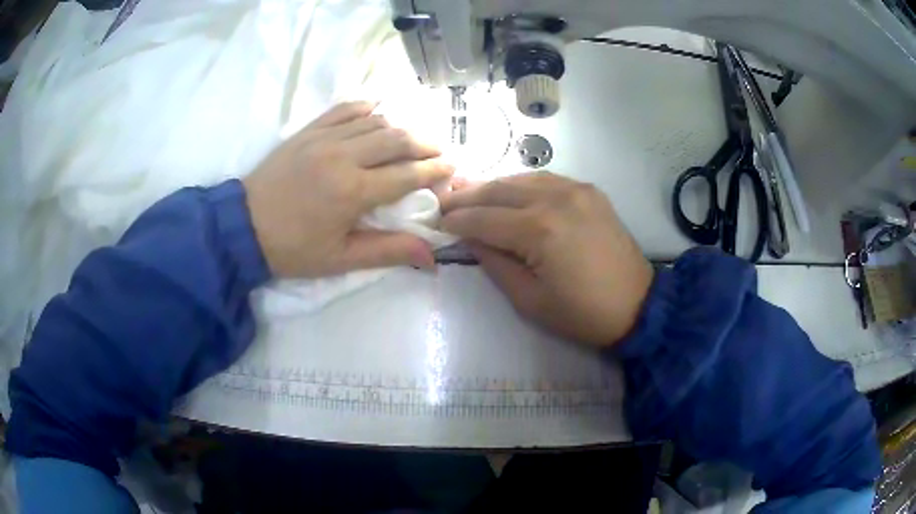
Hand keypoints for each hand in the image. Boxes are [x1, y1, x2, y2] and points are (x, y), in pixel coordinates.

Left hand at [243, 102, 453, 277]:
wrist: (243, 227)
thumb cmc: (293, 249)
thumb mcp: (340, 259)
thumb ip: (388, 251)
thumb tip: (432, 256)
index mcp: (353, 191)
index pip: (407, 174)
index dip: (434, 171)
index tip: (451, 169)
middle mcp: (343, 157)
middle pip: (398, 140)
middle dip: (425, 144)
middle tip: (440, 151)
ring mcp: (324, 138)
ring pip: (376, 121)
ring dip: (401, 128)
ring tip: (413, 139)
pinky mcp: (308, 131)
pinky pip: (345, 109)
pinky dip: (367, 108)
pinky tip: (378, 113)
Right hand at [441, 172, 653, 347]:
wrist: (637, 305)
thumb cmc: (581, 313)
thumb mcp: (529, 300)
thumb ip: (495, 263)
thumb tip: (472, 239)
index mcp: (539, 230)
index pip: (484, 219)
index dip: (456, 220)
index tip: (436, 221)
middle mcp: (556, 199)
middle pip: (499, 190)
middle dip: (467, 196)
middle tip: (444, 201)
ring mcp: (576, 190)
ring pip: (521, 178)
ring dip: (493, 187)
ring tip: (470, 195)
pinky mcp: (589, 191)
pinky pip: (546, 179)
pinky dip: (522, 184)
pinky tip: (510, 193)